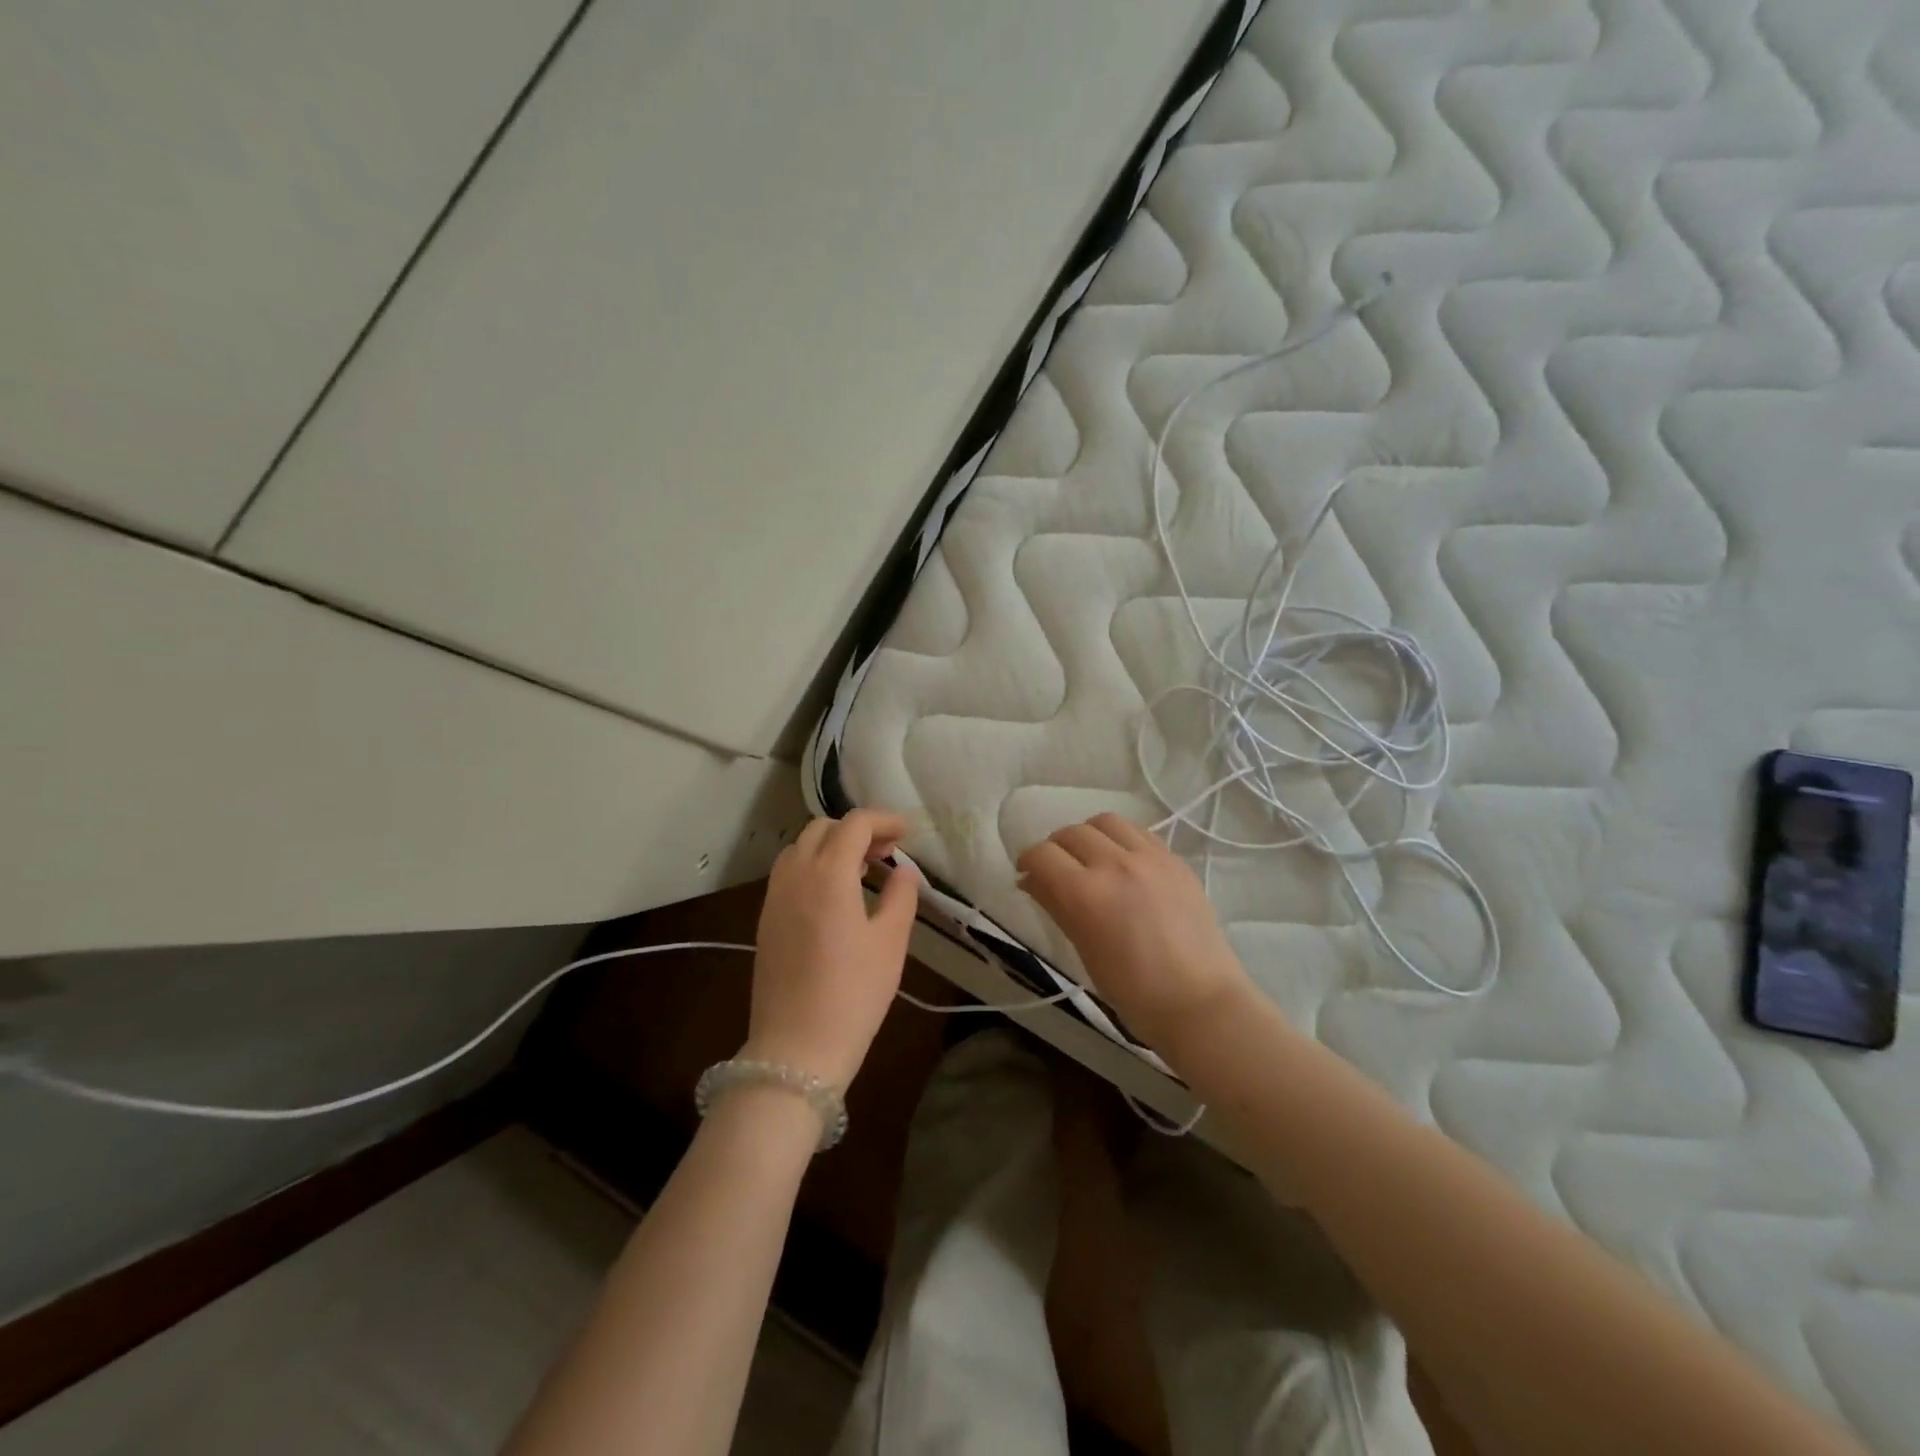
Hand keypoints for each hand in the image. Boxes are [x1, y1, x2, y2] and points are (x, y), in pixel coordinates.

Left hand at [744, 810, 919, 1088]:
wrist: (796, 1048)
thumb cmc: (853, 994)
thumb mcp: (891, 943)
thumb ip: (901, 896)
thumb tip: (903, 870)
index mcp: (828, 874)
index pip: (854, 824)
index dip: (884, 820)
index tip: (907, 834)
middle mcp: (795, 875)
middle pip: (822, 828)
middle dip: (857, 830)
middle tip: (887, 852)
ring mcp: (774, 897)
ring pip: (801, 848)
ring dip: (832, 846)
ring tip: (862, 871)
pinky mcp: (765, 919)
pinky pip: (789, 873)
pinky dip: (814, 866)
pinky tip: (835, 895)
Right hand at [1017, 813, 1251, 1052]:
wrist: (1201, 1003)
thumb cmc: (1133, 992)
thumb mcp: (1084, 950)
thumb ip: (1056, 906)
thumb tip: (1031, 880)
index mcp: (1086, 893)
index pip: (1042, 855)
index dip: (1028, 861)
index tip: (1027, 875)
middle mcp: (1115, 864)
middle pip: (1071, 833)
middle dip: (1055, 848)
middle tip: (1056, 870)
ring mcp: (1150, 858)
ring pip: (1106, 822)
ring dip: (1088, 835)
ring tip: (1091, 858)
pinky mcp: (1175, 860)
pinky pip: (1139, 833)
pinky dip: (1120, 840)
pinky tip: (1123, 862)